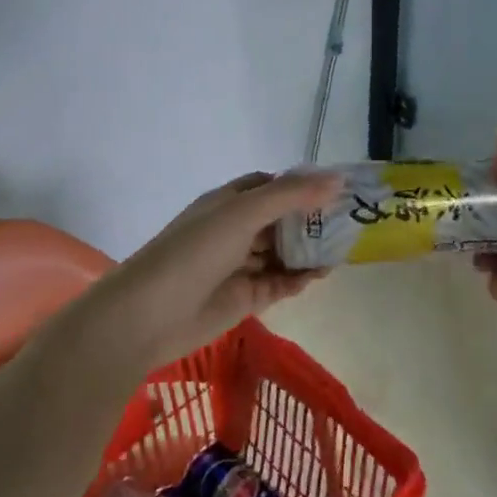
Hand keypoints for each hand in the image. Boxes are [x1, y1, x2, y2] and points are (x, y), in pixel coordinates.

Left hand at [87, 170, 342, 373]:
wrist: (146, 317)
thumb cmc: (194, 252)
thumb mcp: (243, 213)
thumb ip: (291, 195)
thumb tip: (338, 179)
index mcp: (230, 202)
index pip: (272, 185)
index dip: (302, 185)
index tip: (337, 188)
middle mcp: (236, 230)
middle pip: (282, 219)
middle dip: (312, 219)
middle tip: (350, 220)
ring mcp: (240, 265)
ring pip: (284, 252)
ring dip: (309, 250)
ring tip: (344, 248)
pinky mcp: (245, 298)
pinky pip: (280, 283)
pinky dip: (300, 278)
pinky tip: (322, 275)